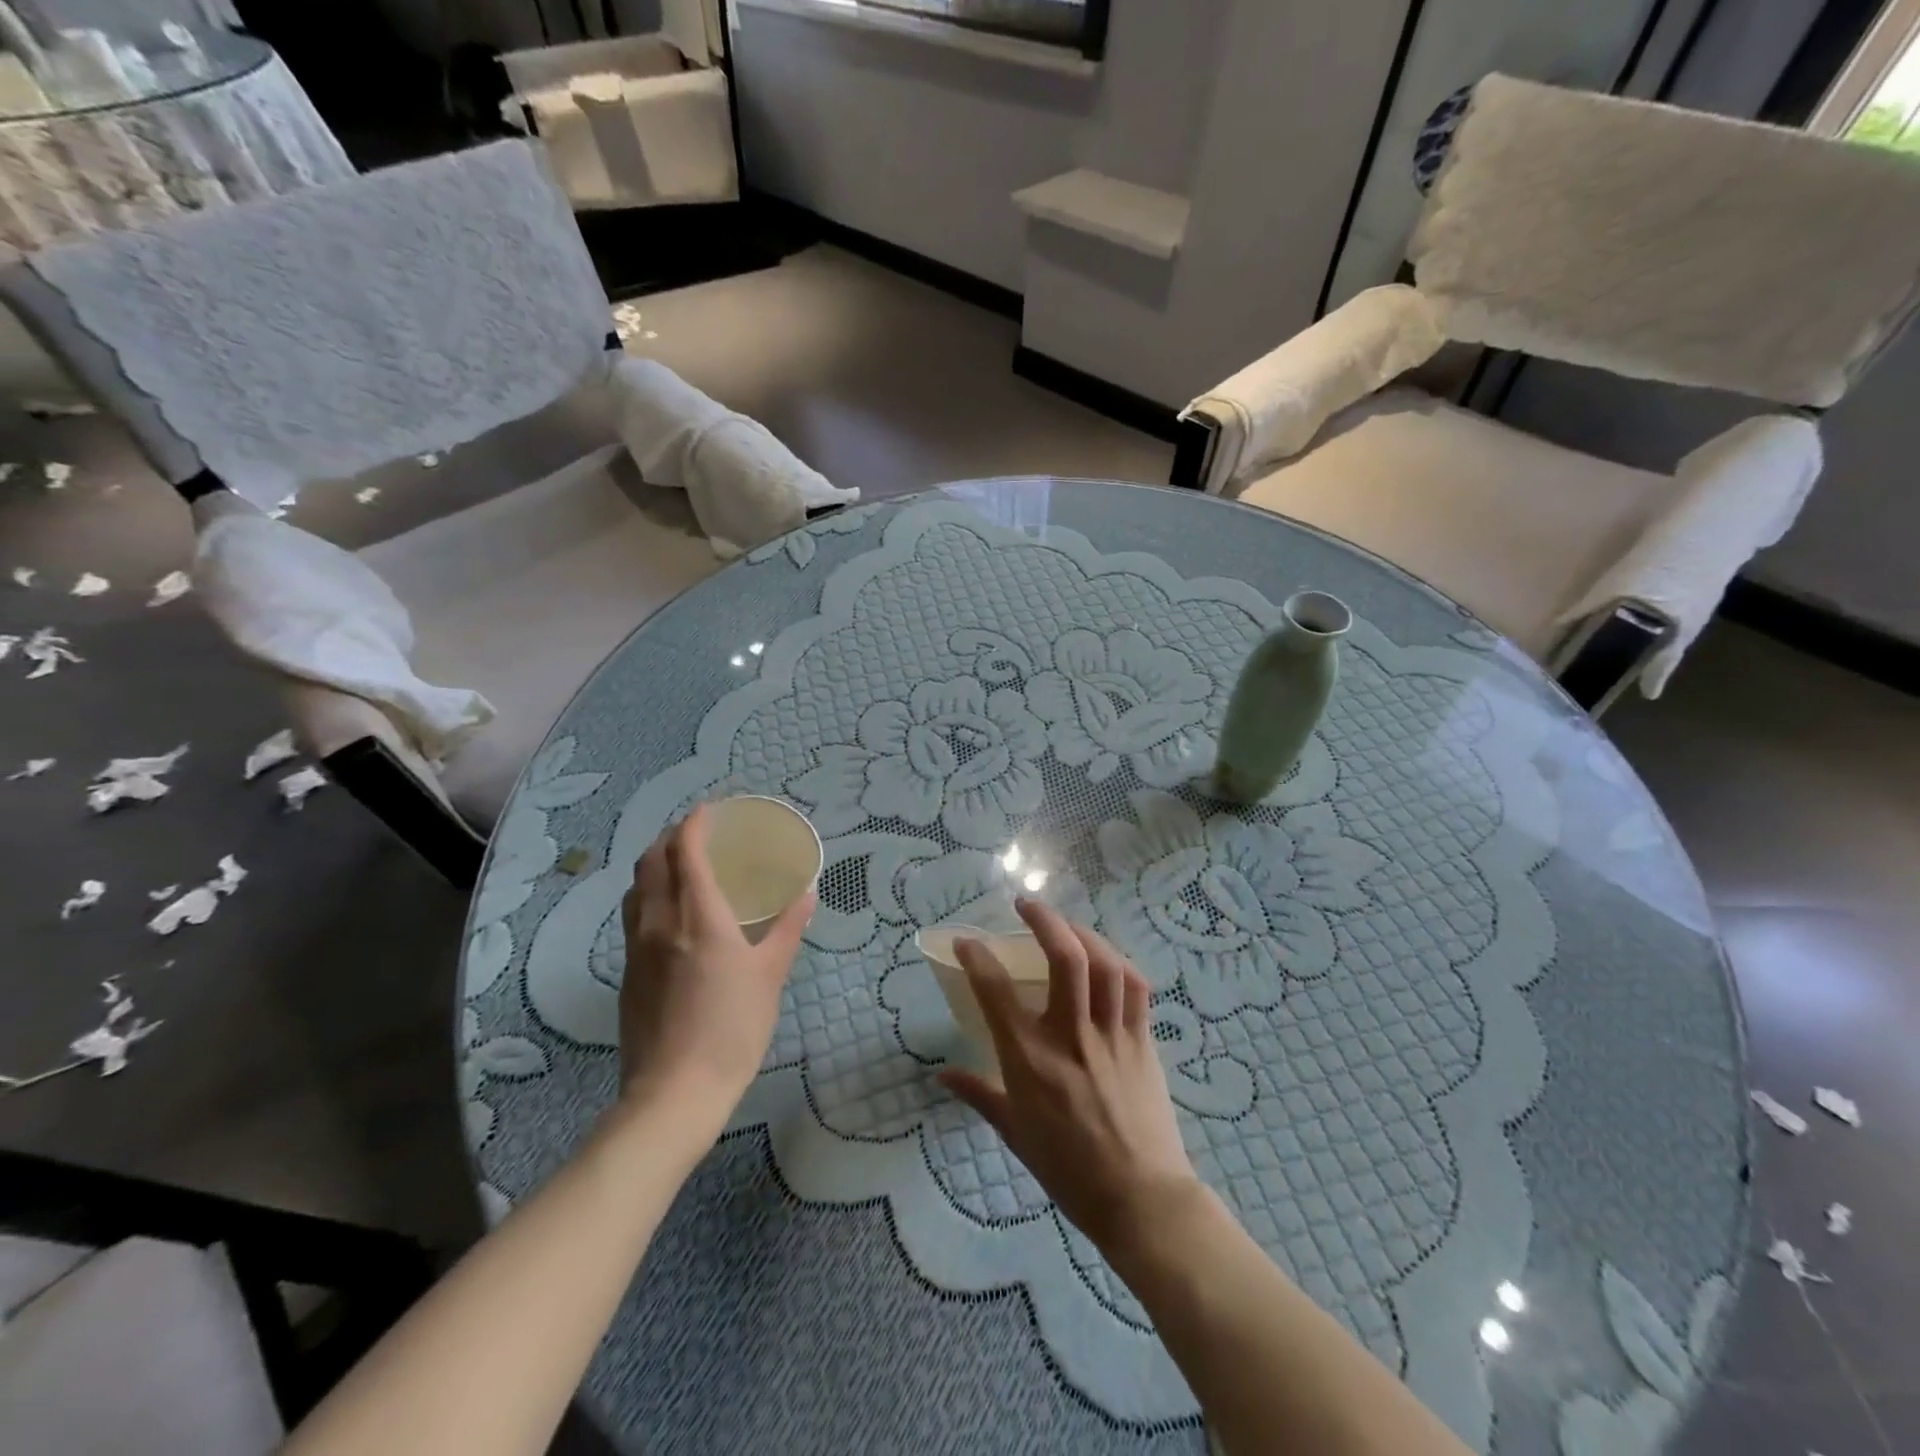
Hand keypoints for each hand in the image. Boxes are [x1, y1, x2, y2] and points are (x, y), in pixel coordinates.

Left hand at [618, 804, 814, 1113]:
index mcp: (698, 916)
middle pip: (651, 861)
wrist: (674, 1092)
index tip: (709, 810)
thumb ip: (788, 929)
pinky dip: (649, 895)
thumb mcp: (770, 975)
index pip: (685, 851)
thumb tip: (807, 893)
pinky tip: (670, 914)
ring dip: (654, 865)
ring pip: (636, 888)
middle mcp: (660, 922)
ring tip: (679, 866)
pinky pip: (633, 916)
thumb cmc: (732, 1028)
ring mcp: (636, 948)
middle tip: (697, 833)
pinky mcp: (627, 973)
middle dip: (670, 837)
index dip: (694, 824)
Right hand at [939, 898, 1199, 1256]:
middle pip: (1064, 957)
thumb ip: (978, 1094)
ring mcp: (1111, 1035)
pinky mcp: (1142, 1040)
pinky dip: (1118, 962)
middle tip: (1026, 905)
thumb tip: (942, 1075)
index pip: (996, 991)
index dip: (976, 956)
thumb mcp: (1014, 1133)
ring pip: (1103, 963)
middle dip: (1044, 920)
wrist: (1140, 1199)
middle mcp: (1070, 1036)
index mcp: (1030, 1060)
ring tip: (1065, 924)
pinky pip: (1135, 986)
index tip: (966, 941)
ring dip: (1082, 932)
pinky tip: (1105, 957)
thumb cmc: (1068, 1170)